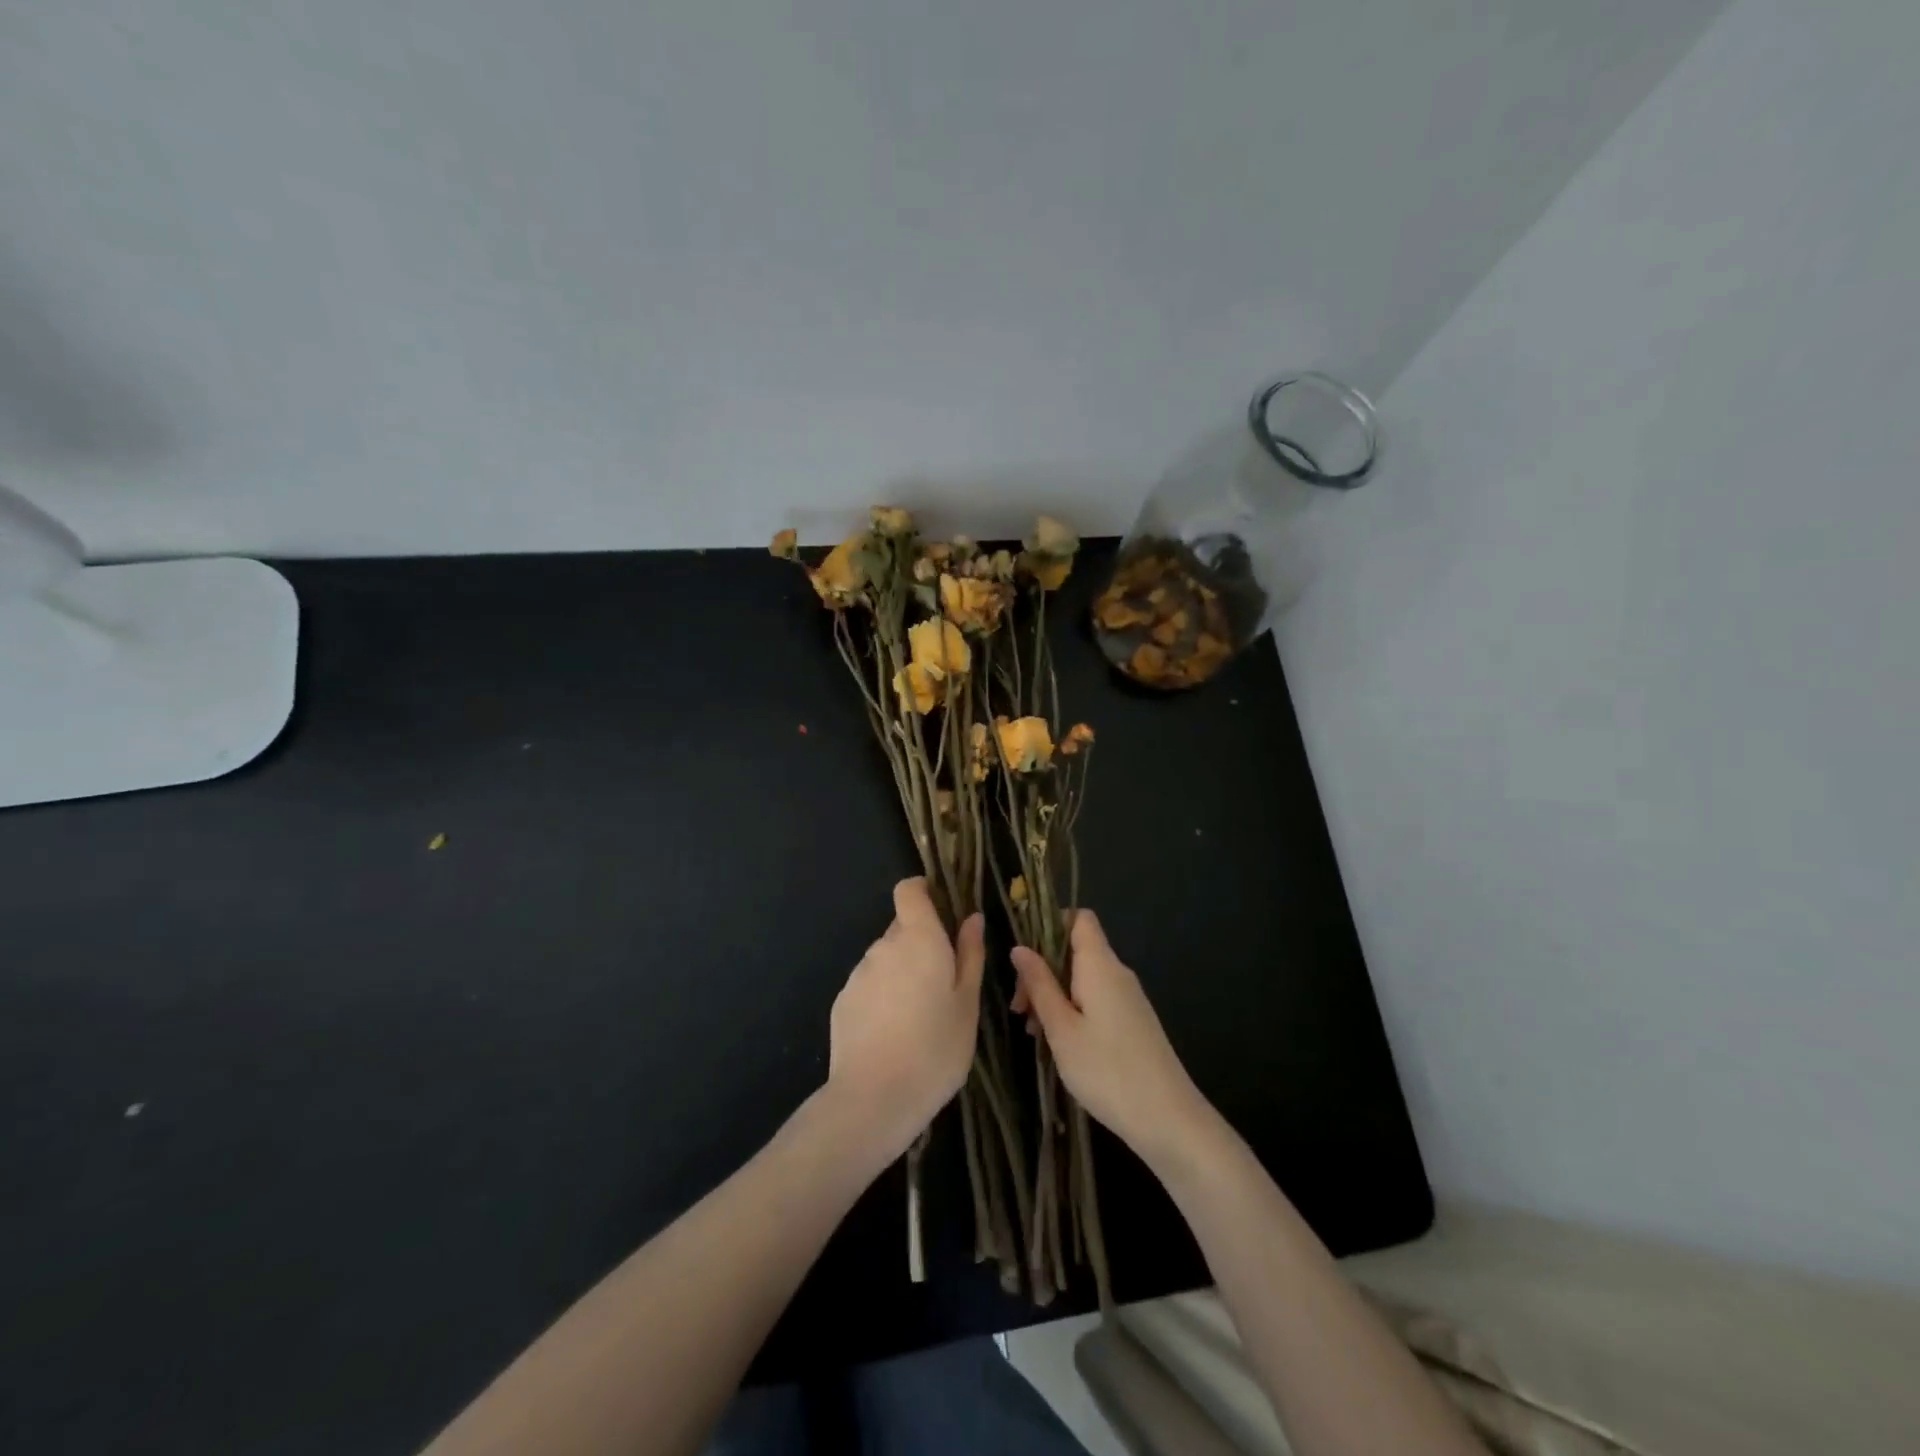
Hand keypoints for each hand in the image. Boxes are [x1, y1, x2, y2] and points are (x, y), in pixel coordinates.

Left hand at [825, 878, 983, 1162]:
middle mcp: (883, 946)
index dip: (924, 892)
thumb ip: (970, 954)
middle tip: (944, 982)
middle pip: (902, 927)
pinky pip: (870, 985)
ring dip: (902, 972)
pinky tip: (894, 1033)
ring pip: (886, 958)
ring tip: (920, 1016)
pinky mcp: (842, 1000)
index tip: (943, 910)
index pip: (909, 890)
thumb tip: (972, 917)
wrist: (873, 1099)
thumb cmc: (936, 1049)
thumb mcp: (968, 1004)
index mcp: (918, 938)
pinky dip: (883, 996)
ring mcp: (858, 973)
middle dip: (922, 943)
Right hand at [1011, 911, 1214, 1165]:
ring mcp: (1128, 997)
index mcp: (1100, 965)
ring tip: (1034, 1032)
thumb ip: (1040, 984)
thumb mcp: (1061, 1028)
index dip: (1050, 924)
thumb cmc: (1107, 1070)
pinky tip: (1058, 1042)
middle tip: (1020, 1009)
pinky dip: (1072, 1009)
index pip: (1079, 918)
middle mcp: (1117, 973)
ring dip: (1054, 994)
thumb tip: (1019, 948)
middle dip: (1042, 970)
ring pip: (1083, 978)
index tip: (1023, 954)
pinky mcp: (1132, 1021)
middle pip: (1075, 950)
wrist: (1168, 1118)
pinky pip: (1096, 998)